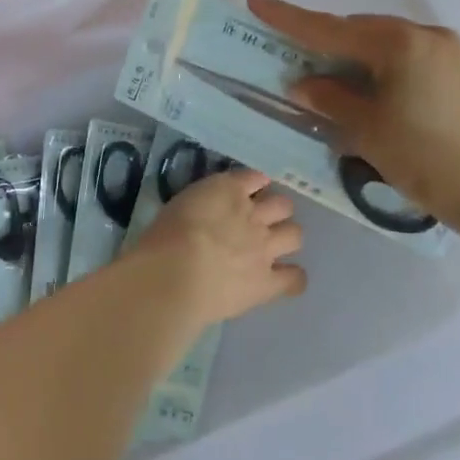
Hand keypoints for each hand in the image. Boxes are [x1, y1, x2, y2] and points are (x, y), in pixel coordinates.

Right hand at [126, 168, 304, 326]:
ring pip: (295, 235)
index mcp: (228, 190)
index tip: (247, 191)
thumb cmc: (164, 236)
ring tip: (272, 247)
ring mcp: (265, 249)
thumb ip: (200, 205)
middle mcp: (254, 215)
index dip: (254, 183)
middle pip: (283, 204)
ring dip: (286, 237)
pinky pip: (295, 278)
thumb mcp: (179, 204)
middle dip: (275, 210)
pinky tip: (282, 279)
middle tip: (259, 221)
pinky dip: (292, 278)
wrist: (175, 273)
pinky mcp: (268, 282)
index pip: (254, 176)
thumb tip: (205, 212)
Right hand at [247, 0, 459, 228]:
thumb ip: (330, 99)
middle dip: (328, 42)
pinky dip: (389, 67)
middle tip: (299, 60)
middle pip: (362, 31)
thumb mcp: (366, 130)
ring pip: (390, 43)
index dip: (288, 17)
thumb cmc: (425, 159)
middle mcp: (428, 35)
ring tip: (339, 83)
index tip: (256, 1)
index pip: (330, 28)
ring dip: (360, 57)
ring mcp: (454, 52)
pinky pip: (415, 57)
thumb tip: (303, 84)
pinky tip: (381, 93)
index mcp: (399, 44)